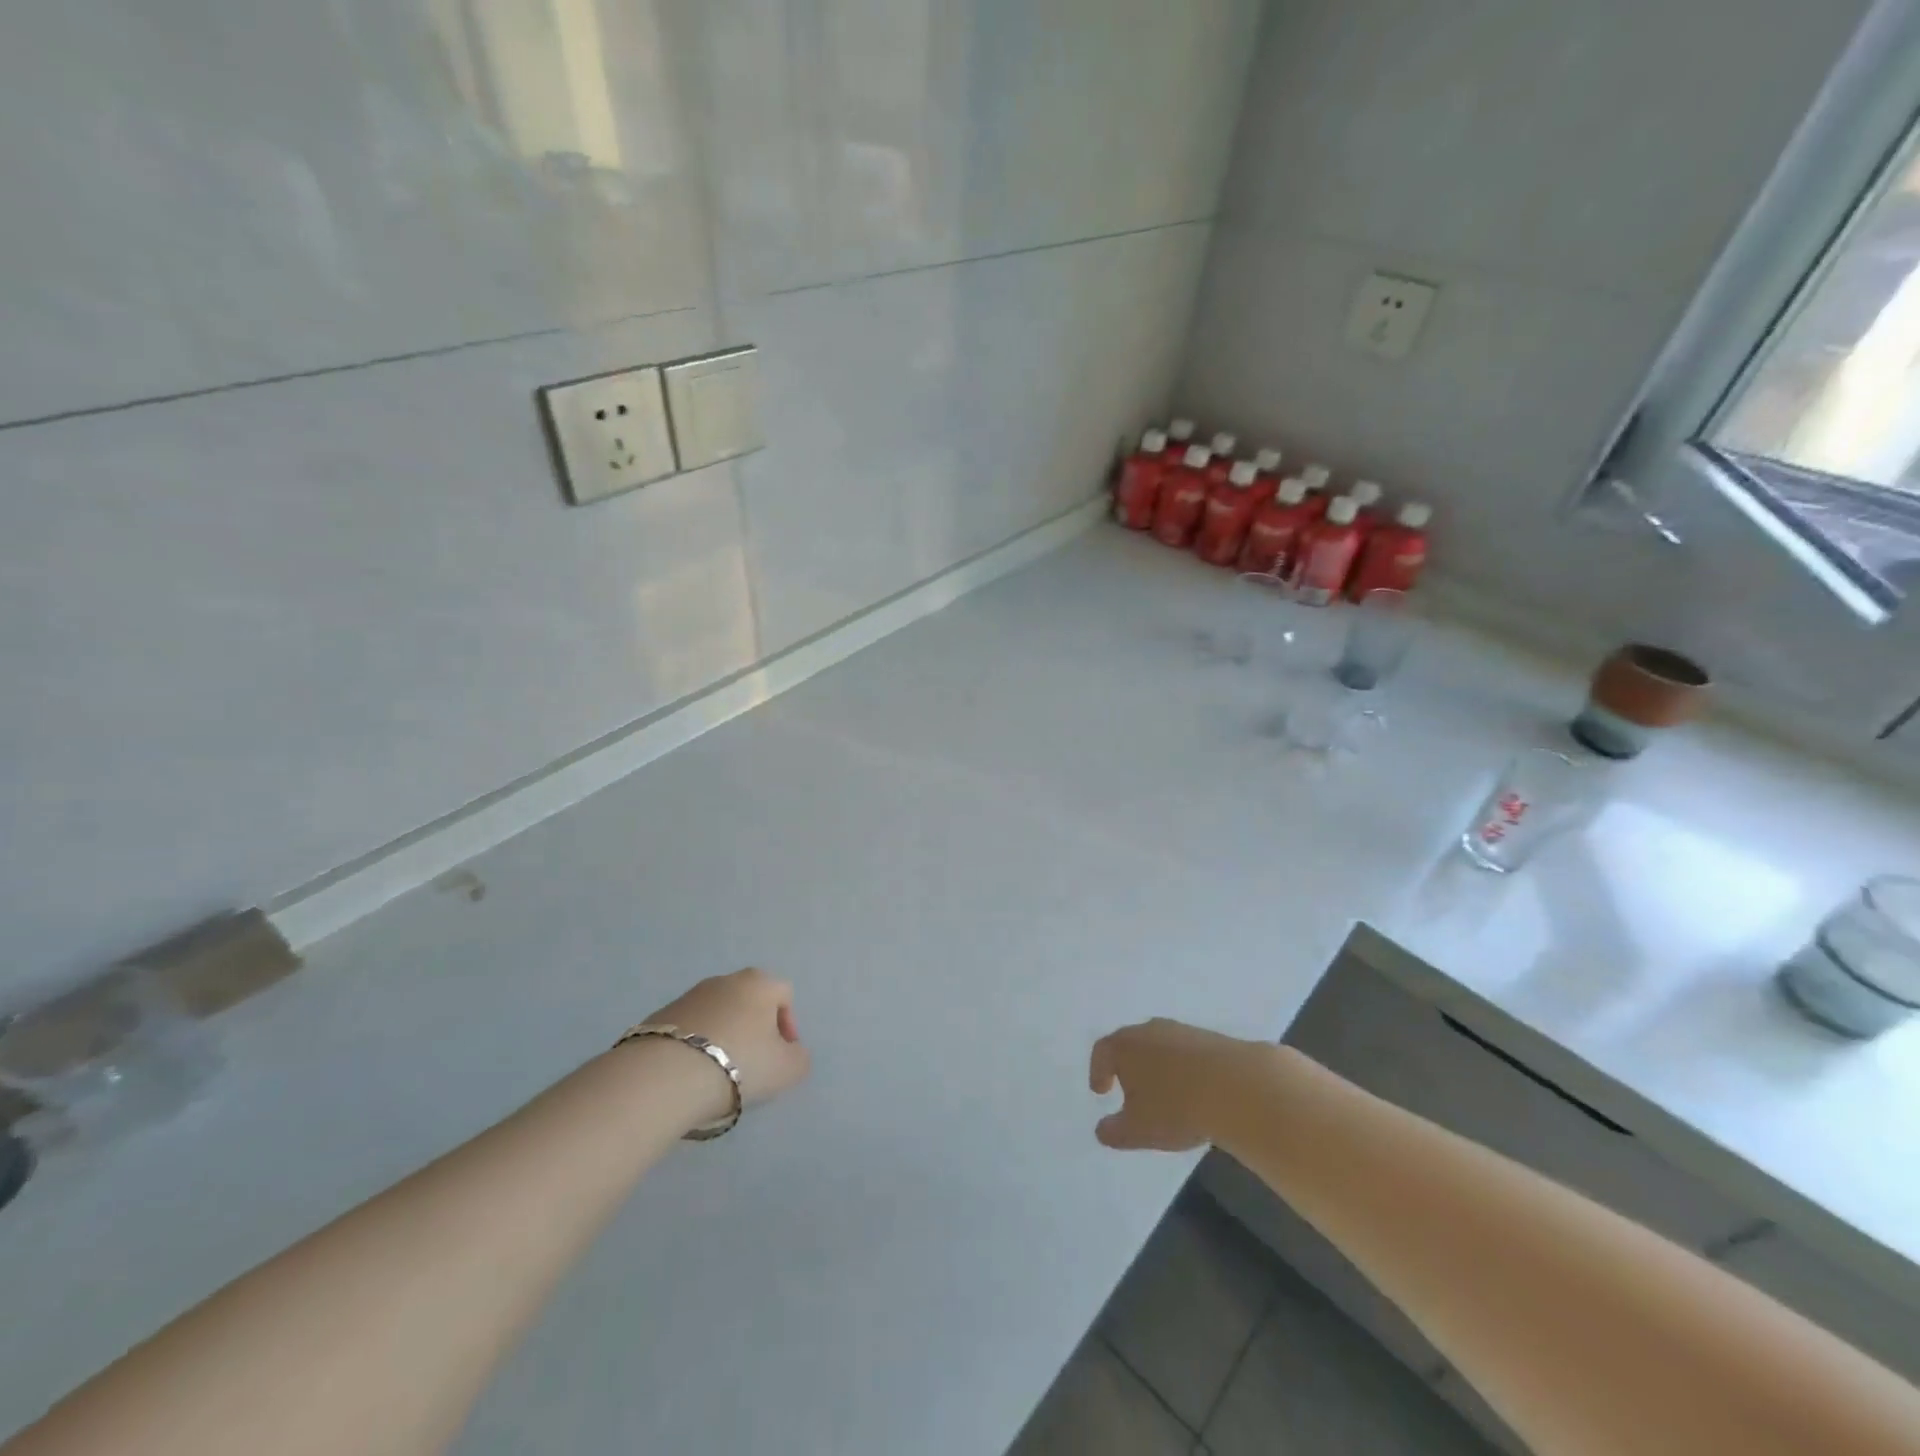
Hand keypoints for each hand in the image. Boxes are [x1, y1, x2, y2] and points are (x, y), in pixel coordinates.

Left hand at [644, 968, 810, 1118]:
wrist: (666, 1075)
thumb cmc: (740, 1063)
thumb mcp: (788, 1069)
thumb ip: (799, 1058)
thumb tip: (791, 1053)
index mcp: (759, 982)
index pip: (784, 994)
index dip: (788, 1025)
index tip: (781, 1056)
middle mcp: (725, 980)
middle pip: (749, 1001)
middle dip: (754, 1029)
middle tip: (753, 1064)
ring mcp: (689, 996)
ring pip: (717, 1014)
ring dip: (723, 1037)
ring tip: (718, 1073)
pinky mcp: (659, 1017)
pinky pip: (688, 1029)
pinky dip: (694, 1046)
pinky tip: (691, 1074)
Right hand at [1089, 1018, 1265, 1150]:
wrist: (1237, 1087)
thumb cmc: (1176, 1107)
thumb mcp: (1138, 1130)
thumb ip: (1114, 1131)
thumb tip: (1101, 1129)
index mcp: (1125, 1045)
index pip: (1102, 1051)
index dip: (1097, 1071)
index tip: (1100, 1091)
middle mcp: (1150, 1030)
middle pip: (1131, 1044)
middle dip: (1128, 1068)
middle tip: (1130, 1092)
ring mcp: (1182, 1031)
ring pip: (1160, 1047)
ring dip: (1158, 1068)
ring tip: (1165, 1096)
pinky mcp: (1211, 1038)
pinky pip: (1187, 1053)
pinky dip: (1183, 1069)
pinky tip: (1193, 1092)